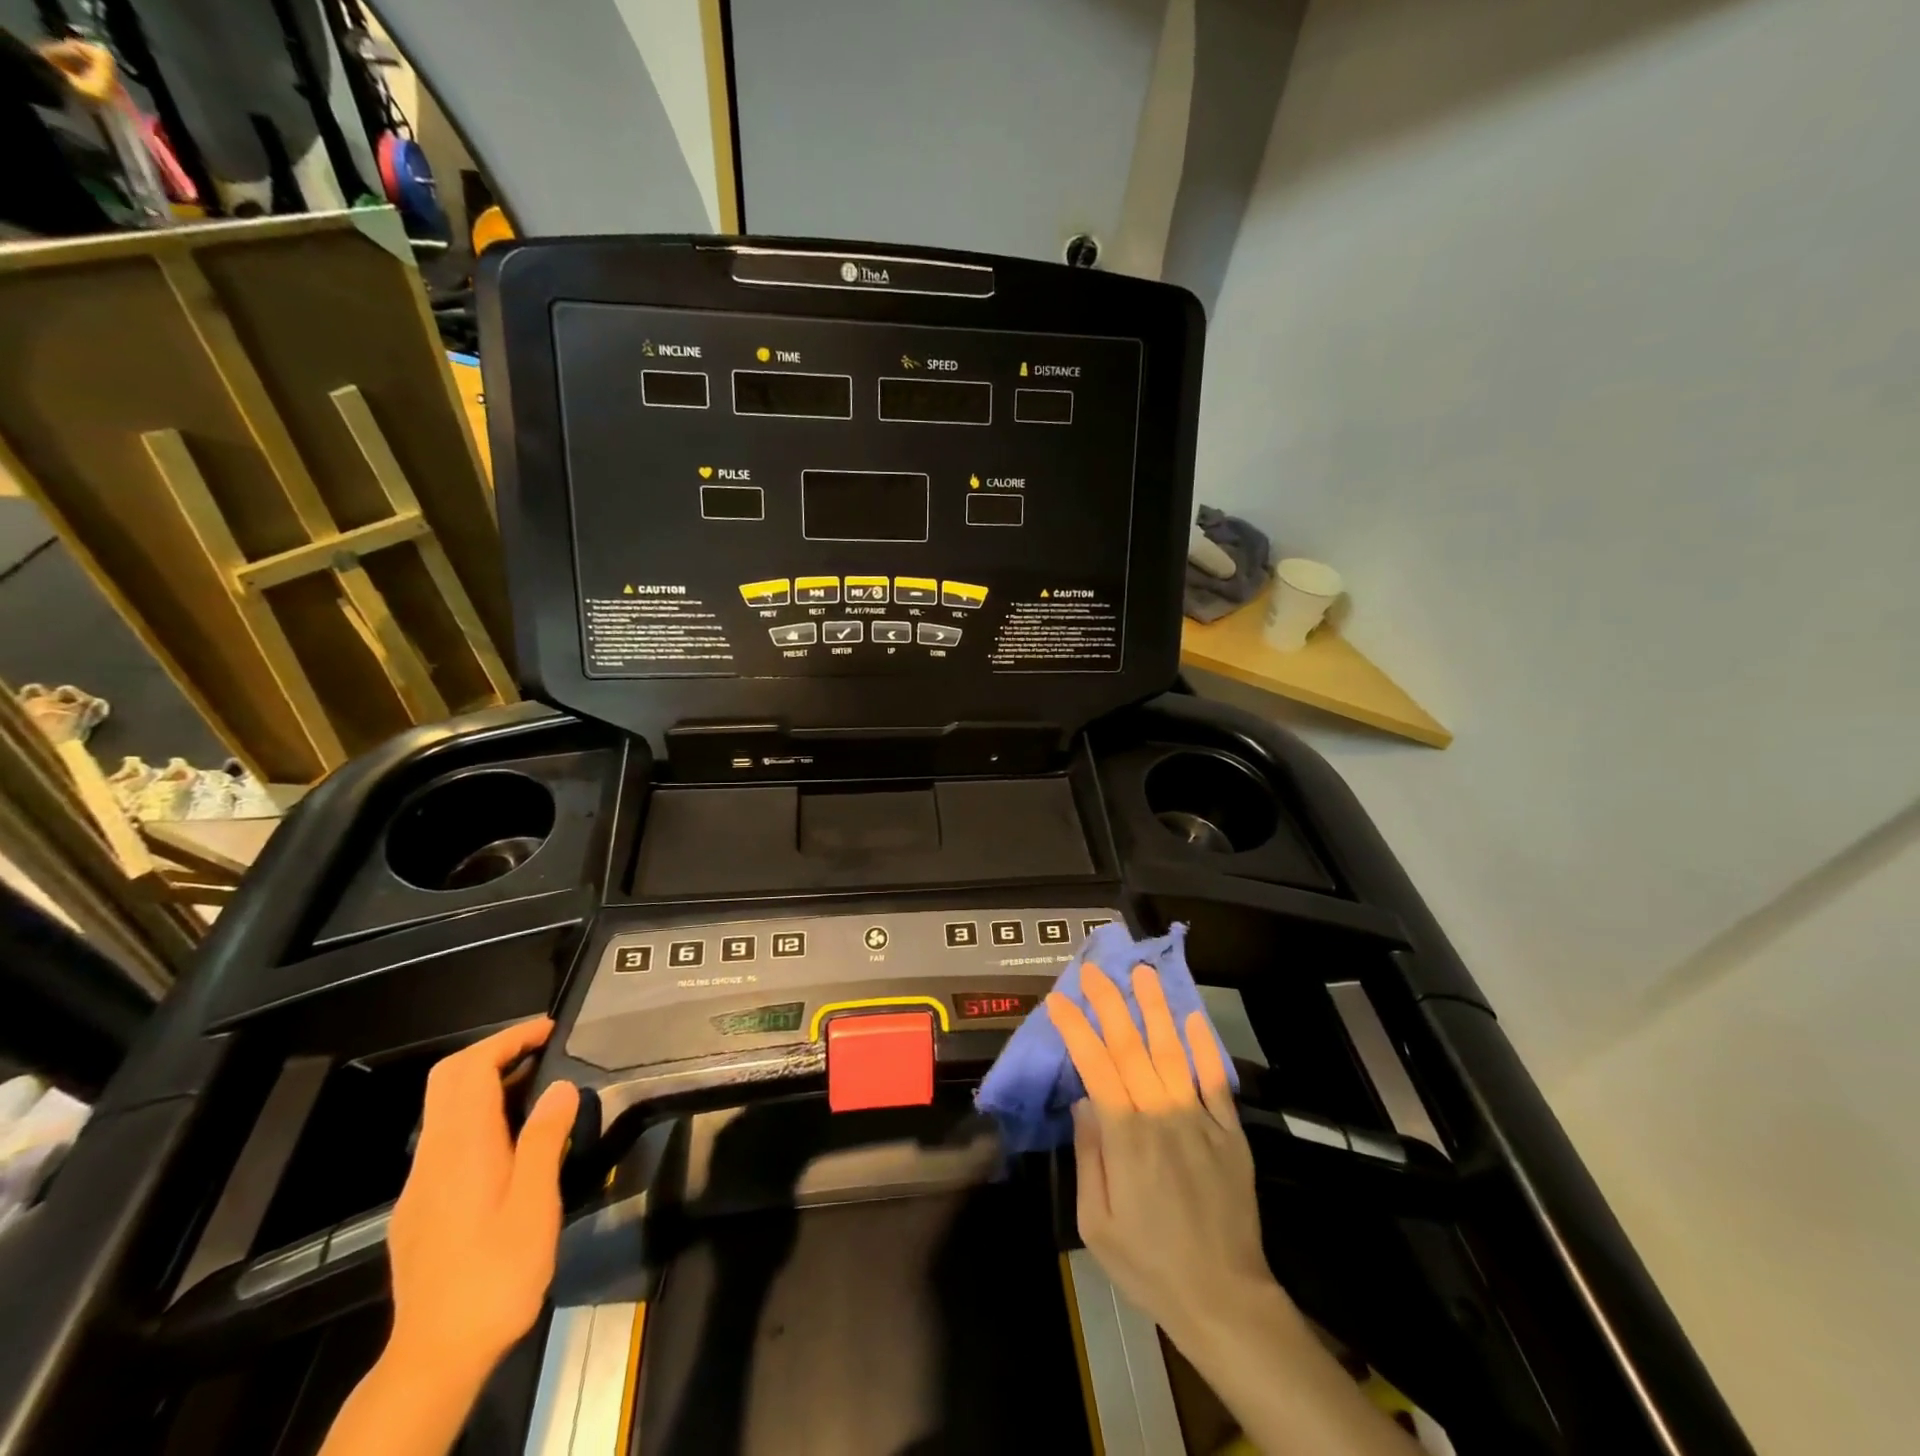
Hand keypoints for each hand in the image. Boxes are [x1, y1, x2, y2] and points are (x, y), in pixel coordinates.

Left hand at [386, 1018, 578, 1384]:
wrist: (436, 1356)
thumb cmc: (496, 1274)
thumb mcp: (535, 1204)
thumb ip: (545, 1138)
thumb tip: (558, 1086)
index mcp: (462, 1148)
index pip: (471, 1069)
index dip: (508, 1039)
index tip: (548, 1030)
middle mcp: (433, 1157)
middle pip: (449, 1080)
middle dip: (494, 1052)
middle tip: (542, 1049)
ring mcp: (420, 1184)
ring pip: (445, 1109)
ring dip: (487, 1082)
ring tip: (538, 1086)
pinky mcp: (420, 1208)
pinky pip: (446, 1139)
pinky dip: (479, 1114)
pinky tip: (512, 1140)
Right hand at [1047, 964, 1271, 1348]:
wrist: (1223, 1298)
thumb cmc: (1149, 1264)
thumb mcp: (1096, 1223)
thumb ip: (1089, 1155)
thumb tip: (1084, 1100)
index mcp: (1126, 1138)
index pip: (1096, 1066)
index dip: (1077, 1029)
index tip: (1058, 1000)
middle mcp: (1162, 1116)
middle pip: (1133, 1046)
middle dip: (1111, 1003)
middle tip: (1095, 969)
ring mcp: (1200, 1120)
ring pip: (1174, 1051)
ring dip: (1156, 1008)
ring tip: (1143, 973)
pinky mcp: (1230, 1132)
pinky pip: (1214, 1080)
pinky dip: (1203, 1047)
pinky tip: (1193, 1017)